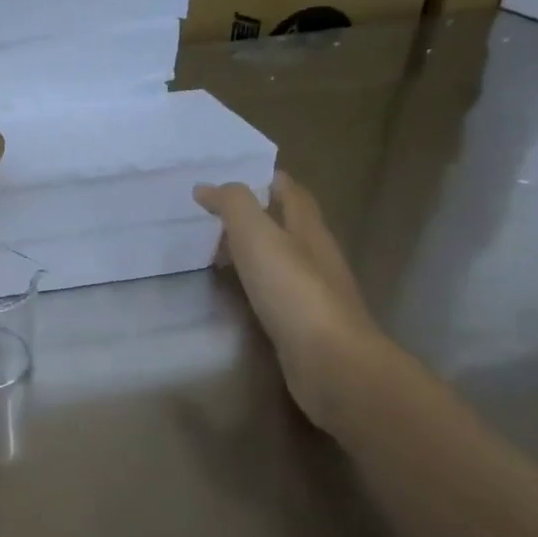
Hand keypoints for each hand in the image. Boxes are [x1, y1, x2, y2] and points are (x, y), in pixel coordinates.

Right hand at [195, 173, 385, 429]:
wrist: (330, 360)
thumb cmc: (293, 290)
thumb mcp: (257, 235)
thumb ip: (233, 205)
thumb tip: (207, 187)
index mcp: (308, 229)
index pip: (292, 193)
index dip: (269, 180)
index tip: (237, 175)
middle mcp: (317, 255)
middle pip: (289, 225)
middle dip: (259, 215)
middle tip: (217, 214)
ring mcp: (314, 291)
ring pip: (282, 259)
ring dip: (256, 251)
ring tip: (218, 251)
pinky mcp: (306, 323)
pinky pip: (277, 291)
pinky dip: (256, 283)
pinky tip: (238, 292)